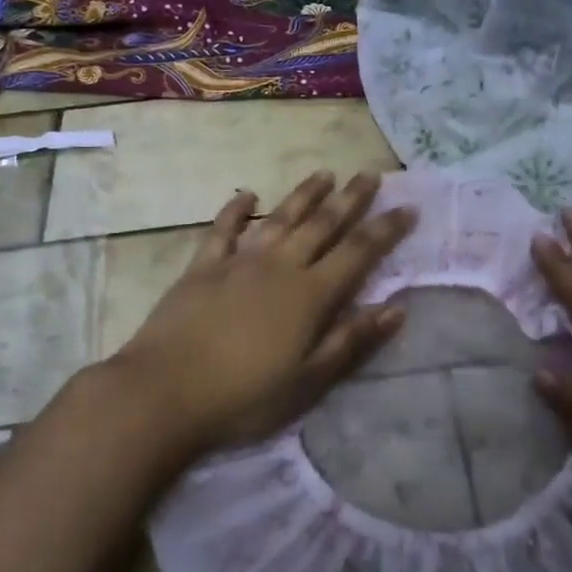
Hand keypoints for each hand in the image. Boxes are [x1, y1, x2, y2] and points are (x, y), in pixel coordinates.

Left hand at [109, 170, 416, 456]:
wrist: (165, 393)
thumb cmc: (244, 397)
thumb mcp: (308, 381)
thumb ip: (352, 341)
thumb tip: (396, 309)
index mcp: (310, 295)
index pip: (358, 252)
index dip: (385, 229)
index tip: (407, 207)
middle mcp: (279, 267)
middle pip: (322, 224)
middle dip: (350, 199)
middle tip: (370, 174)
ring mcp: (238, 262)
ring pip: (279, 218)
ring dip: (304, 195)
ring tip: (324, 174)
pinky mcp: (202, 267)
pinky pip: (223, 230)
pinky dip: (235, 210)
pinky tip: (247, 195)